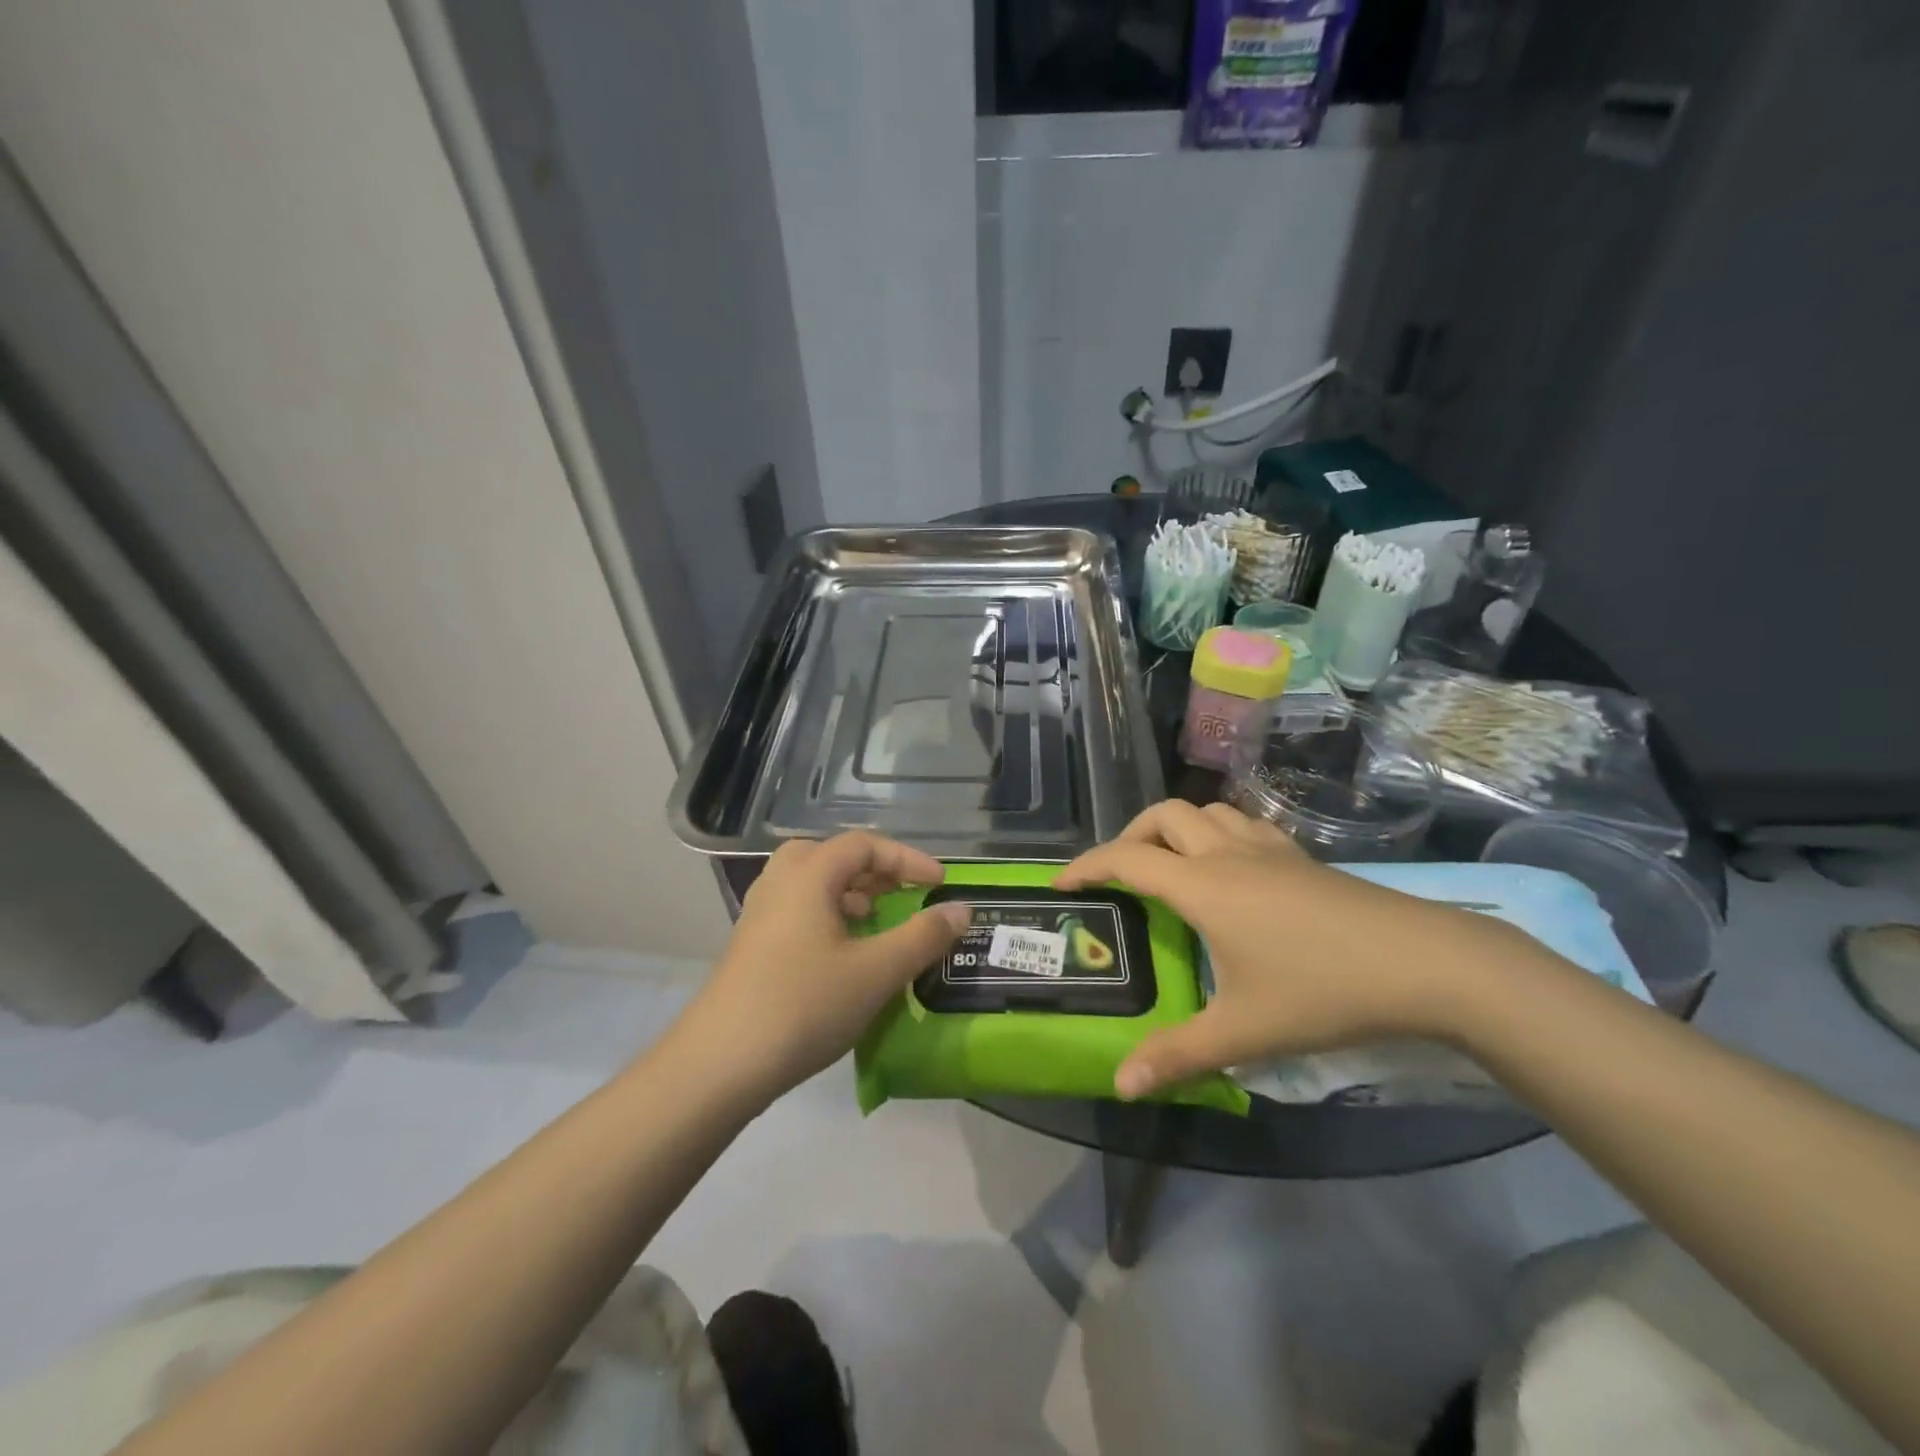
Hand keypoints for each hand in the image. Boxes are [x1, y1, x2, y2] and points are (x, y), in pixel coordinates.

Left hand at [679, 833, 968, 1100]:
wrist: (720, 1064)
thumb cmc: (804, 1005)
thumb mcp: (876, 972)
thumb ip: (923, 937)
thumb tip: (961, 909)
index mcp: (808, 875)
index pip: (864, 845)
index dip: (907, 859)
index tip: (939, 884)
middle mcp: (779, 883)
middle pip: (831, 855)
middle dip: (873, 870)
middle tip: (901, 894)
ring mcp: (759, 915)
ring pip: (810, 883)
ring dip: (849, 893)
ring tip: (876, 921)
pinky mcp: (751, 946)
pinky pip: (797, 910)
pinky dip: (827, 916)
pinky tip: (843, 954)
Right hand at [1054, 801, 1521, 1098]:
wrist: (1426, 963)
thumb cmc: (1324, 991)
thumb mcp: (1245, 1031)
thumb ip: (1178, 1055)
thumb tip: (1121, 1084)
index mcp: (1202, 886)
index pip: (1126, 859)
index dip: (1087, 866)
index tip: (1062, 884)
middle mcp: (1228, 854)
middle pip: (1163, 815)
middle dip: (1128, 834)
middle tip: (1119, 875)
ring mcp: (1269, 849)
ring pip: (1206, 811)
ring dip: (1175, 828)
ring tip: (1169, 867)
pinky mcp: (1302, 856)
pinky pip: (1242, 824)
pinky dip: (1216, 832)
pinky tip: (1230, 870)